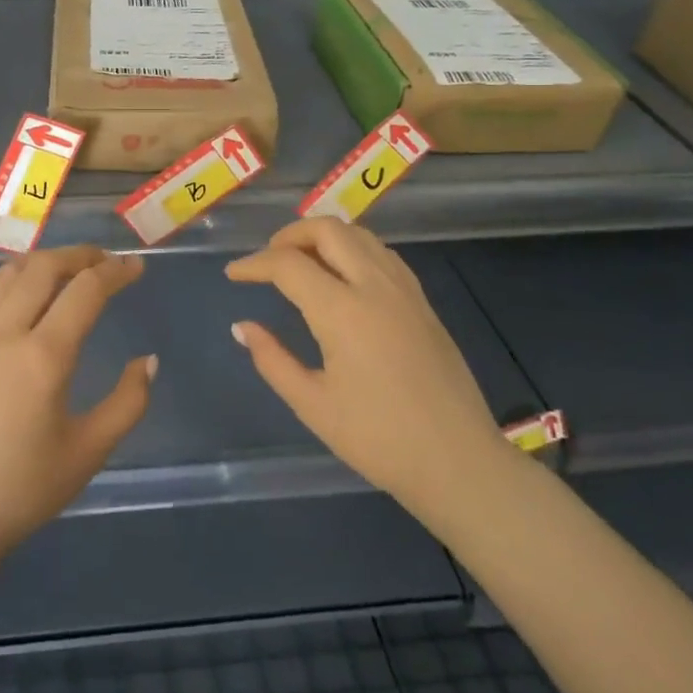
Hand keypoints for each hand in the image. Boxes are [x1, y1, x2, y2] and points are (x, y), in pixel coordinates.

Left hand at [0, 247, 153, 564]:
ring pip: (10, 273)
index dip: (115, 272)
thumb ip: (127, 403)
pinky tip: (21, 285)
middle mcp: (5, 333)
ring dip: (44, 260)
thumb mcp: (88, 452)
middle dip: (80, 255)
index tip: (136, 267)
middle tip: (106, 261)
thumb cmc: (22, 489)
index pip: (85, 291)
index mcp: (44, 357)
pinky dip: (9, 275)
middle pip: (44, 267)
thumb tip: (148, 361)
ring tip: (70, 268)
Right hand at [226, 220, 511, 524]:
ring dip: (323, 237)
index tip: (233, 275)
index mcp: (343, 311)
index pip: (288, 264)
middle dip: (289, 235)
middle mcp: (375, 286)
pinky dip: (353, 249)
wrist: (459, 462)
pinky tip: (342, 277)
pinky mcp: (423, 302)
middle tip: (267, 260)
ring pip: (359, 235)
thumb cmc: (379, 439)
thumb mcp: (313, 405)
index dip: (254, 264)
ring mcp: (404, 290)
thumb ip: (272, 359)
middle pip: (327, 229)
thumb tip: (242, 327)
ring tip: (300, 263)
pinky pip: (382, 254)